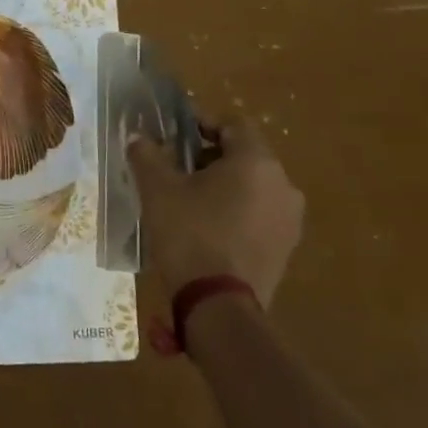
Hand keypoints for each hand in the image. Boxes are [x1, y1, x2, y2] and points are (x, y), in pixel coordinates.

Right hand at [128, 115, 303, 309]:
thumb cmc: (190, 234)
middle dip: (209, 156)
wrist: (219, 306)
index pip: (232, 123)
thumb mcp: (157, 189)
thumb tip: (137, 137)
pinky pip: (259, 214)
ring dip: (223, 184)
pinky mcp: (286, 248)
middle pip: (244, 155)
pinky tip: (207, 226)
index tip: (173, 133)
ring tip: (188, 198)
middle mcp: (283, 184)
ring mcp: (289, 219)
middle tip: (175, 167)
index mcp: (257, 161)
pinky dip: (236, 211)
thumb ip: (147, 155)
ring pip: (253, 186)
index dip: (201, 122)